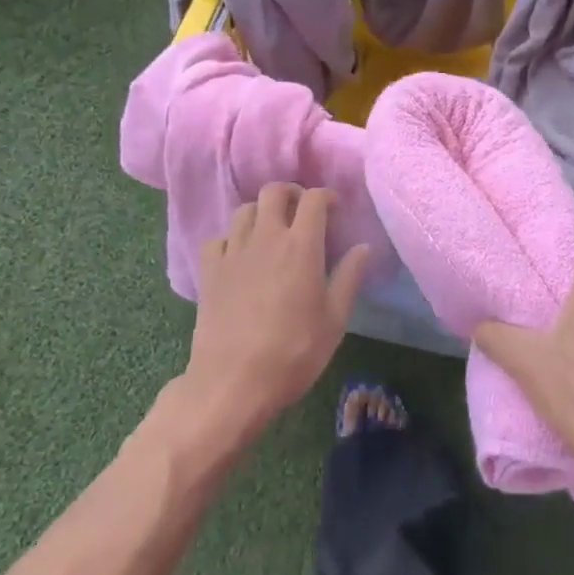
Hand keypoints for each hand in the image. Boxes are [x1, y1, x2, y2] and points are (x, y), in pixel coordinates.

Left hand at [183, 184, 370, 432]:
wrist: (232, 383)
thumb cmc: (293, 353)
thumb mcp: (334, 320)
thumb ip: (349, 277)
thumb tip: (363, 247)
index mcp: (301, 245)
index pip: (314, 198)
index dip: (326, 196)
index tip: (334, 209)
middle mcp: (266, 237)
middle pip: (274, 191)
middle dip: (291, 193)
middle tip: (301, 211)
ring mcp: (234, 252)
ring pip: (244, 209)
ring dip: (261, 212)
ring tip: (271, 231)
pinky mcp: (210, 271)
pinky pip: (218, 239)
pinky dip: (231, 239)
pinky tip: (239, 256)